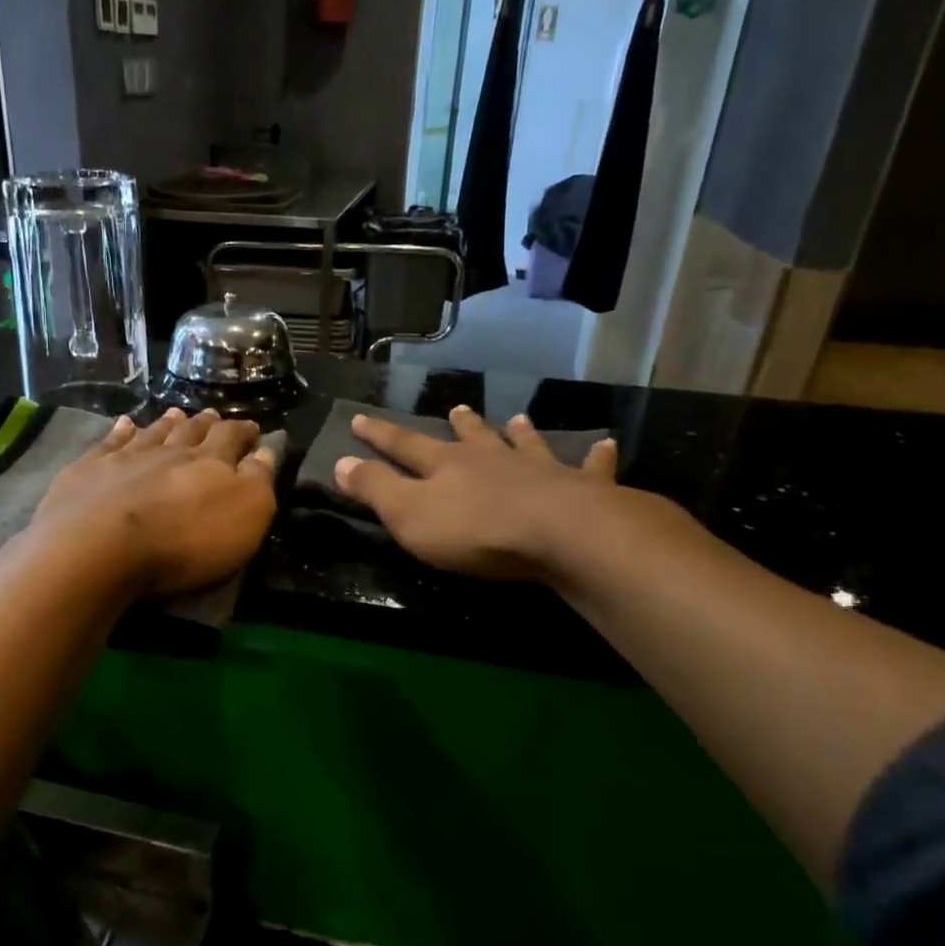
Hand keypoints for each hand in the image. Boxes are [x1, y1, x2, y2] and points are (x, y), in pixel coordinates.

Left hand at [30, 408, 278, 597]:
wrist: (100, 545)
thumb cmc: (185, 540)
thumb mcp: (245, 516)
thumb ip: (258, 480)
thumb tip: (268, 450)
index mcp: (211, 462)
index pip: (232, 439)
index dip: (244, 432)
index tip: (252, 428)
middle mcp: (170, 451)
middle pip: (191, 432)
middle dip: (206, 424)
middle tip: (213, 415)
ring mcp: (126, 457)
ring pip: (153, 433)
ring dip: (167, 423)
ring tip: (176, 413)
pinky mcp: (88, 470)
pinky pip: (109, 443)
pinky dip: (120, 432)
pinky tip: (124, 424)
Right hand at [333, 406, 626, 583]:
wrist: (561, 536)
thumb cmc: (476, 531)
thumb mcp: (409, 515)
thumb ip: (375, 488)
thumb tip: (339, 462)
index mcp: (446, 466)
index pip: (404, 445)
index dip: (379, 434)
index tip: (360, 418)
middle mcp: (491, 459)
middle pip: (471, 437)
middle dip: (459, 425)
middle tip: (456, 409)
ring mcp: (538, 470)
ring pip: (524, 444)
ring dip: (518, 433)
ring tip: (517, 419)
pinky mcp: (582, 488)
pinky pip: (590, 467)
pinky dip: (596, 457)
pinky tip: (605, 445)